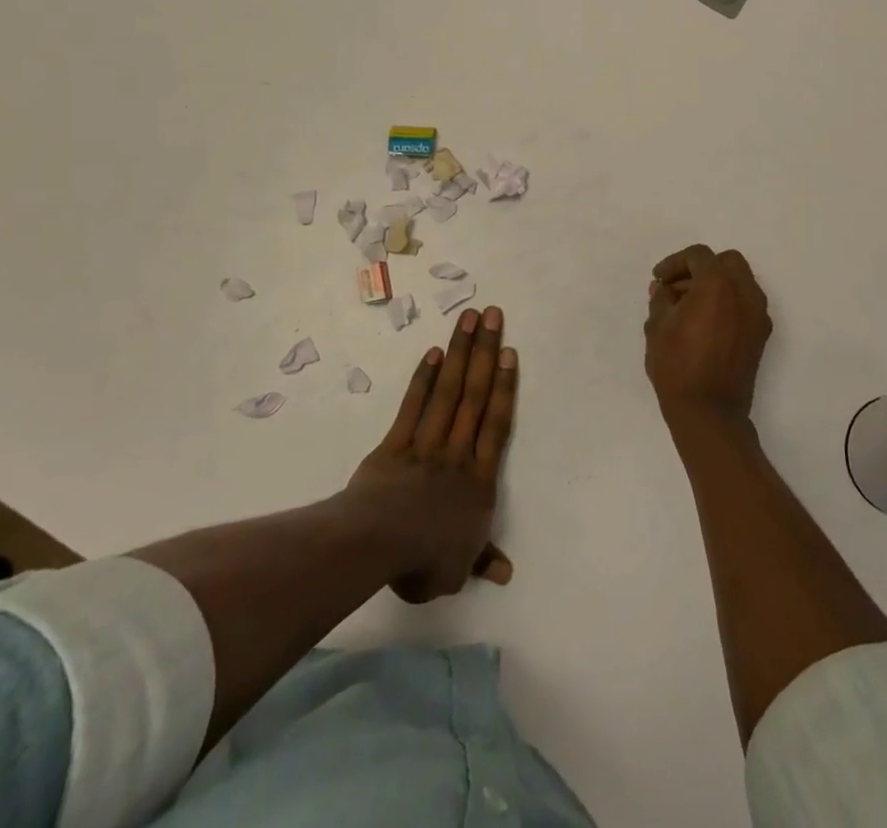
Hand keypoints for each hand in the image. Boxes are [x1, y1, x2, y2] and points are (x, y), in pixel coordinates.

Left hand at [348, 306, 516, 601]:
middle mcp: (457, 453)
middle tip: (493, 315)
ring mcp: (426, 443)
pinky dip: (424, 379)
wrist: (376, 545)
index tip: (510, 352)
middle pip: (475, 395)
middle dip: (486, 352)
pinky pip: (413, 406)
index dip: (505, 387)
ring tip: (468, 319)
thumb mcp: (457, 570)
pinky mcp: (396, 443)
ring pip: (449, 391)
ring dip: (460, 352)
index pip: (497, 425)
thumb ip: (481, 559)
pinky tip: (433, 353)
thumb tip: (506, 572)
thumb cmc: (422, 559)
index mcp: (478, 481)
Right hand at [644, 245, 772, 433]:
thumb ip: (661, 299)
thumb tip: (664, 289)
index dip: (674, 263)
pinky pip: (746, 304)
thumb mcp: (657, 327)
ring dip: (716, 285)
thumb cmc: (678, 366)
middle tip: (677, 288)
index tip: (658, 280)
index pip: (698, 256)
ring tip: (688, 308)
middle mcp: (744, 292)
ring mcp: (758, 314)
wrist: (709, 413)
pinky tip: (706, 323)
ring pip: (739, 281)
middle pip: (726, 262)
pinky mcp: (761, 334)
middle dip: (700, 269)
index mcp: (718, 283)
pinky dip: (728, 303)